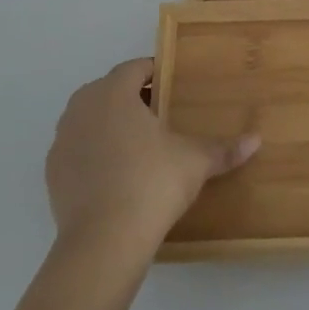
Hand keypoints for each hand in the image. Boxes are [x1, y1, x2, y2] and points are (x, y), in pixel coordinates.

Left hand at [45, 59, 259, 258]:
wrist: (103, 241)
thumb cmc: (152, 183)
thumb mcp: (195, 162)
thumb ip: (224, 149)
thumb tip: (256, 141)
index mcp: (113, 92)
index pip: (135, 68)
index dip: (156, 73)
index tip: (174, 86)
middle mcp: (82, 107)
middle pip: (109, 90)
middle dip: (133, 98)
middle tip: (161, 116)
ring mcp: (62, 140)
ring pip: (90, 119)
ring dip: (111, 124)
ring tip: (139, 146)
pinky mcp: (52, 172)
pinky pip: (78, 149)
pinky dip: (95, 153)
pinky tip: (116, 175)